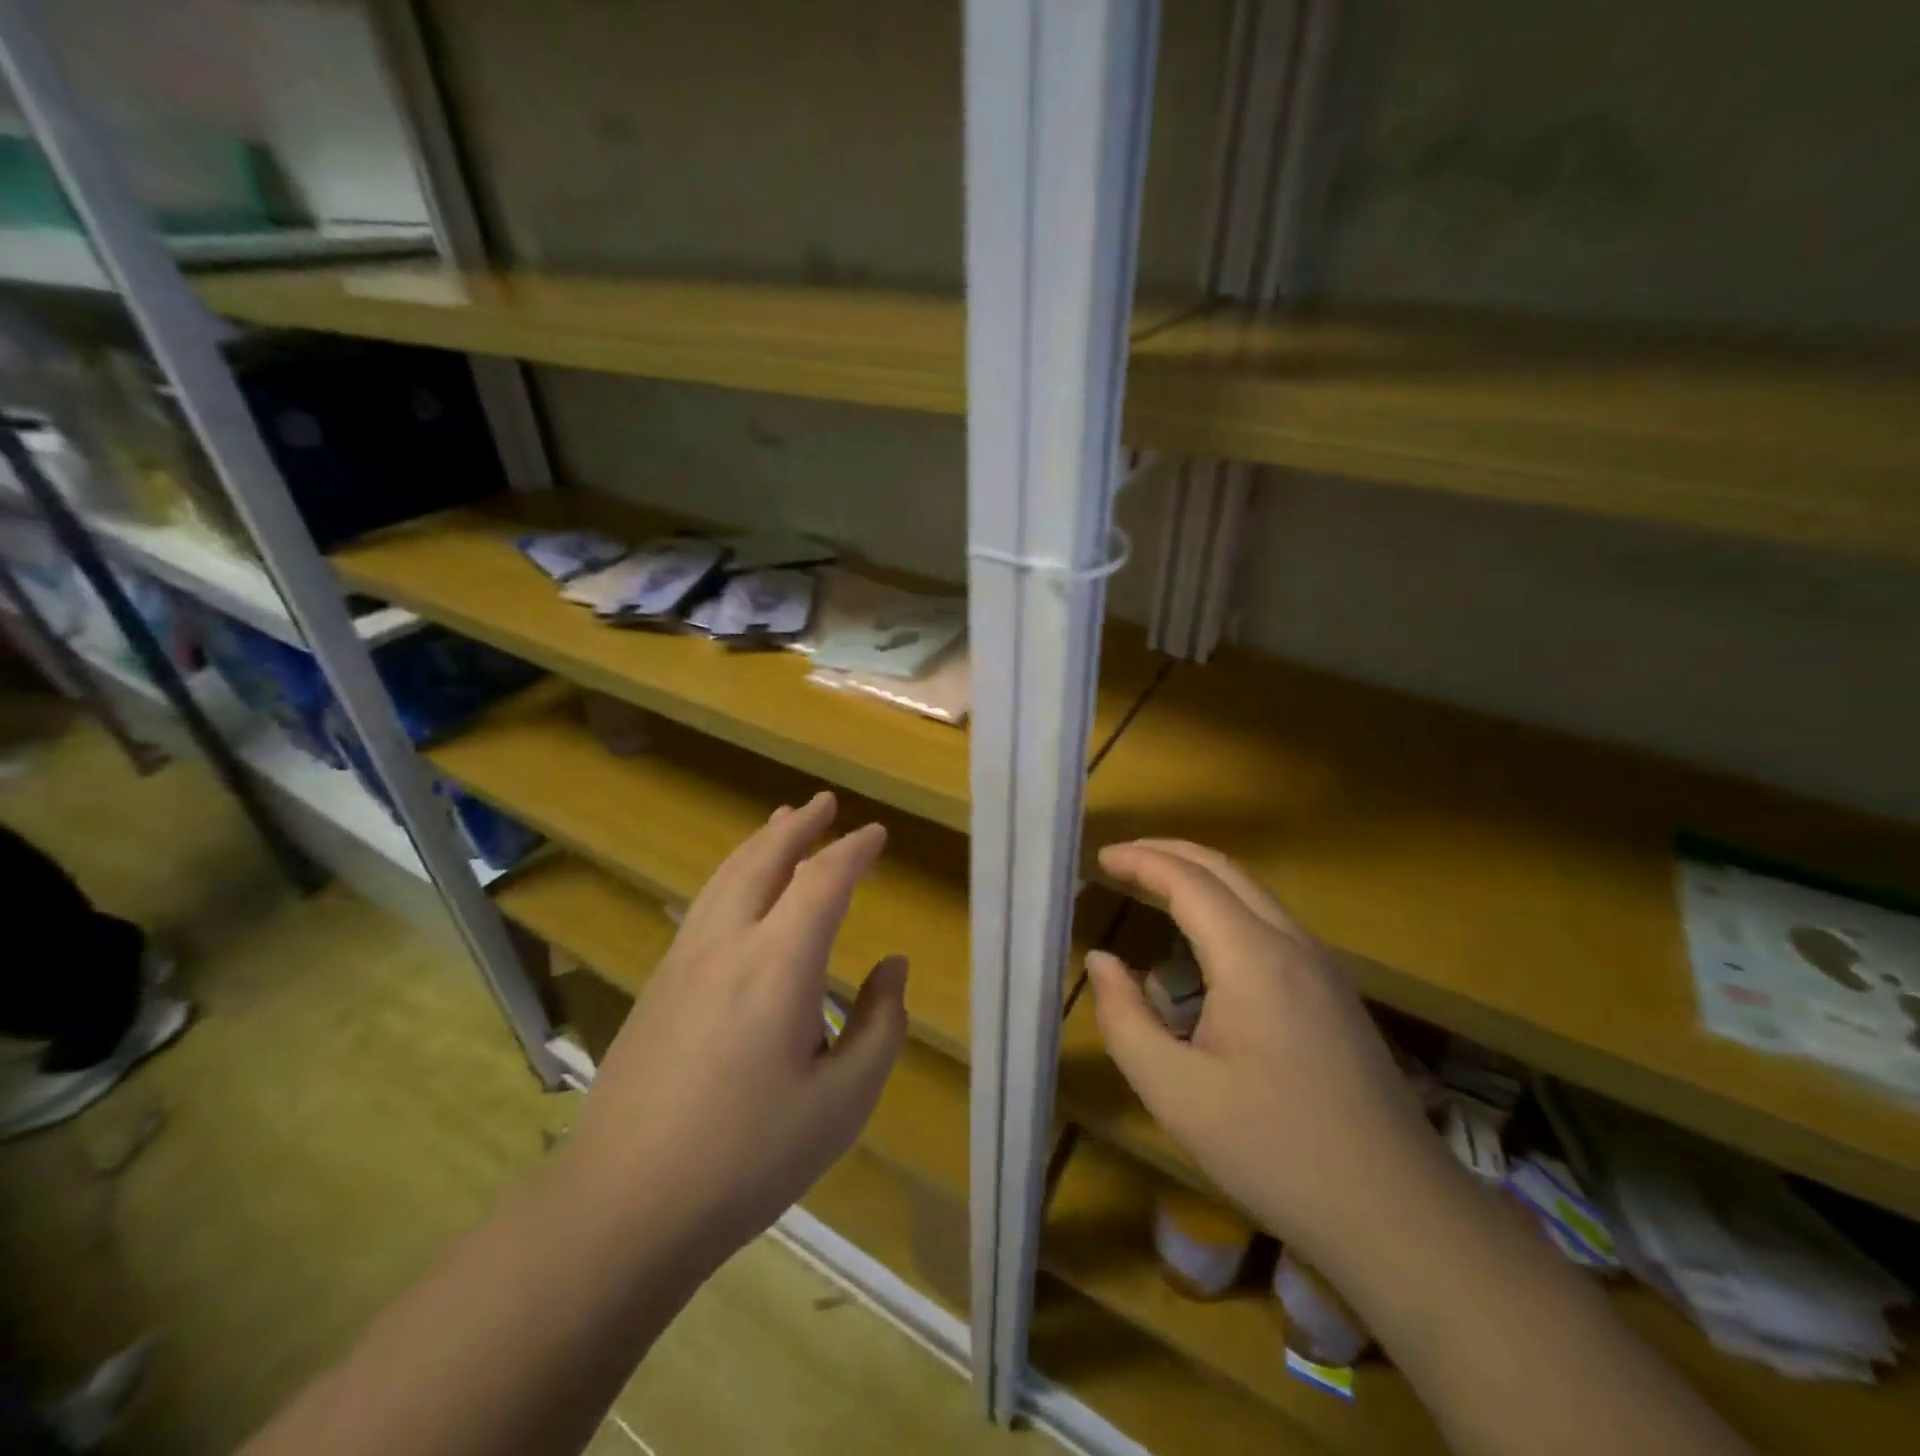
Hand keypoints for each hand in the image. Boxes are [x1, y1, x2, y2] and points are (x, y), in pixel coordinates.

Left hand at [565, 791, 907, 1264]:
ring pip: (726, 876)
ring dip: (760, 843)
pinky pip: (704, 903)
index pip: (823, 881)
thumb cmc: (748, 1157)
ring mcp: (683, 960)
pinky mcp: (658, 984)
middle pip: (764, 859)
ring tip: (781, 823)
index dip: (853, 851)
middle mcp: (727, 943)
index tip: (877, 834)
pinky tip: (738, 890)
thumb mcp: (843, 1102)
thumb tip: (892, 968)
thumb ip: (881, 1025)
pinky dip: (733, 874)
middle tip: (825, 802)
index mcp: (778, 963)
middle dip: (799, 826)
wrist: (622, 1206)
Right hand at [1086, 840, 1451, 1274]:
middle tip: (1121, 858)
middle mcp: (1292, 945)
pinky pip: (1271, 923)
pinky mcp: (1335, 993)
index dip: (1141, 860)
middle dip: (1169, 852)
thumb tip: (1102, 961)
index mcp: (1253, 959)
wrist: (1399, 1214)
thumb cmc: (1276, 1151)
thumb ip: (1125, 1019)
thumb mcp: (1176, 1094)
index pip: (1189, 880)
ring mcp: (1323, 967)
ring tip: (1153, 886)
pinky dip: (1226, 906)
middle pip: (1226, 869)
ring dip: (1200, 877)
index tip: (1099, 857)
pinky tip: (1206, 940)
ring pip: (1254, 893)